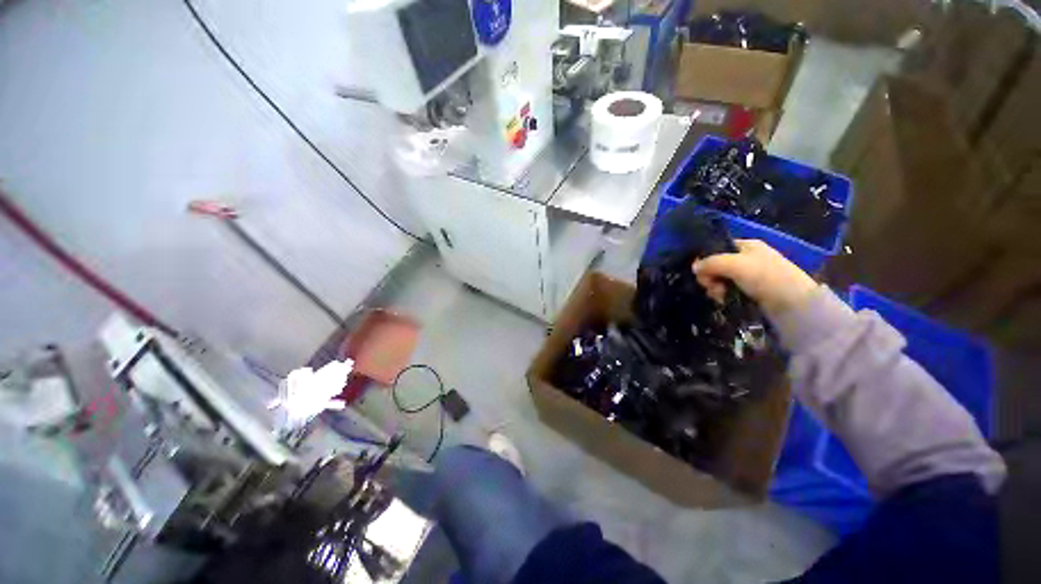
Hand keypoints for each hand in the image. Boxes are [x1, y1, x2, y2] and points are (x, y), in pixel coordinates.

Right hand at [692, 239, 818, 316]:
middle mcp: (748, 258)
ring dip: (715, 288)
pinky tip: (723, 300)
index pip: (717, 248)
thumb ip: (711, 263)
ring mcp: (750, 275)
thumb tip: (694, 267)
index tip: (701, 272)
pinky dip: (723, 295)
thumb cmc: (764, 276)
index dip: (706, 259)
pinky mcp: (752, 291)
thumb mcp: (734, 264)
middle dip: (710, 277)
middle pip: (717, 265)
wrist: (793, 303)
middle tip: (712, 287)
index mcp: (747, 245)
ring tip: (719, 296)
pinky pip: (729, 290)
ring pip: (721, 279)